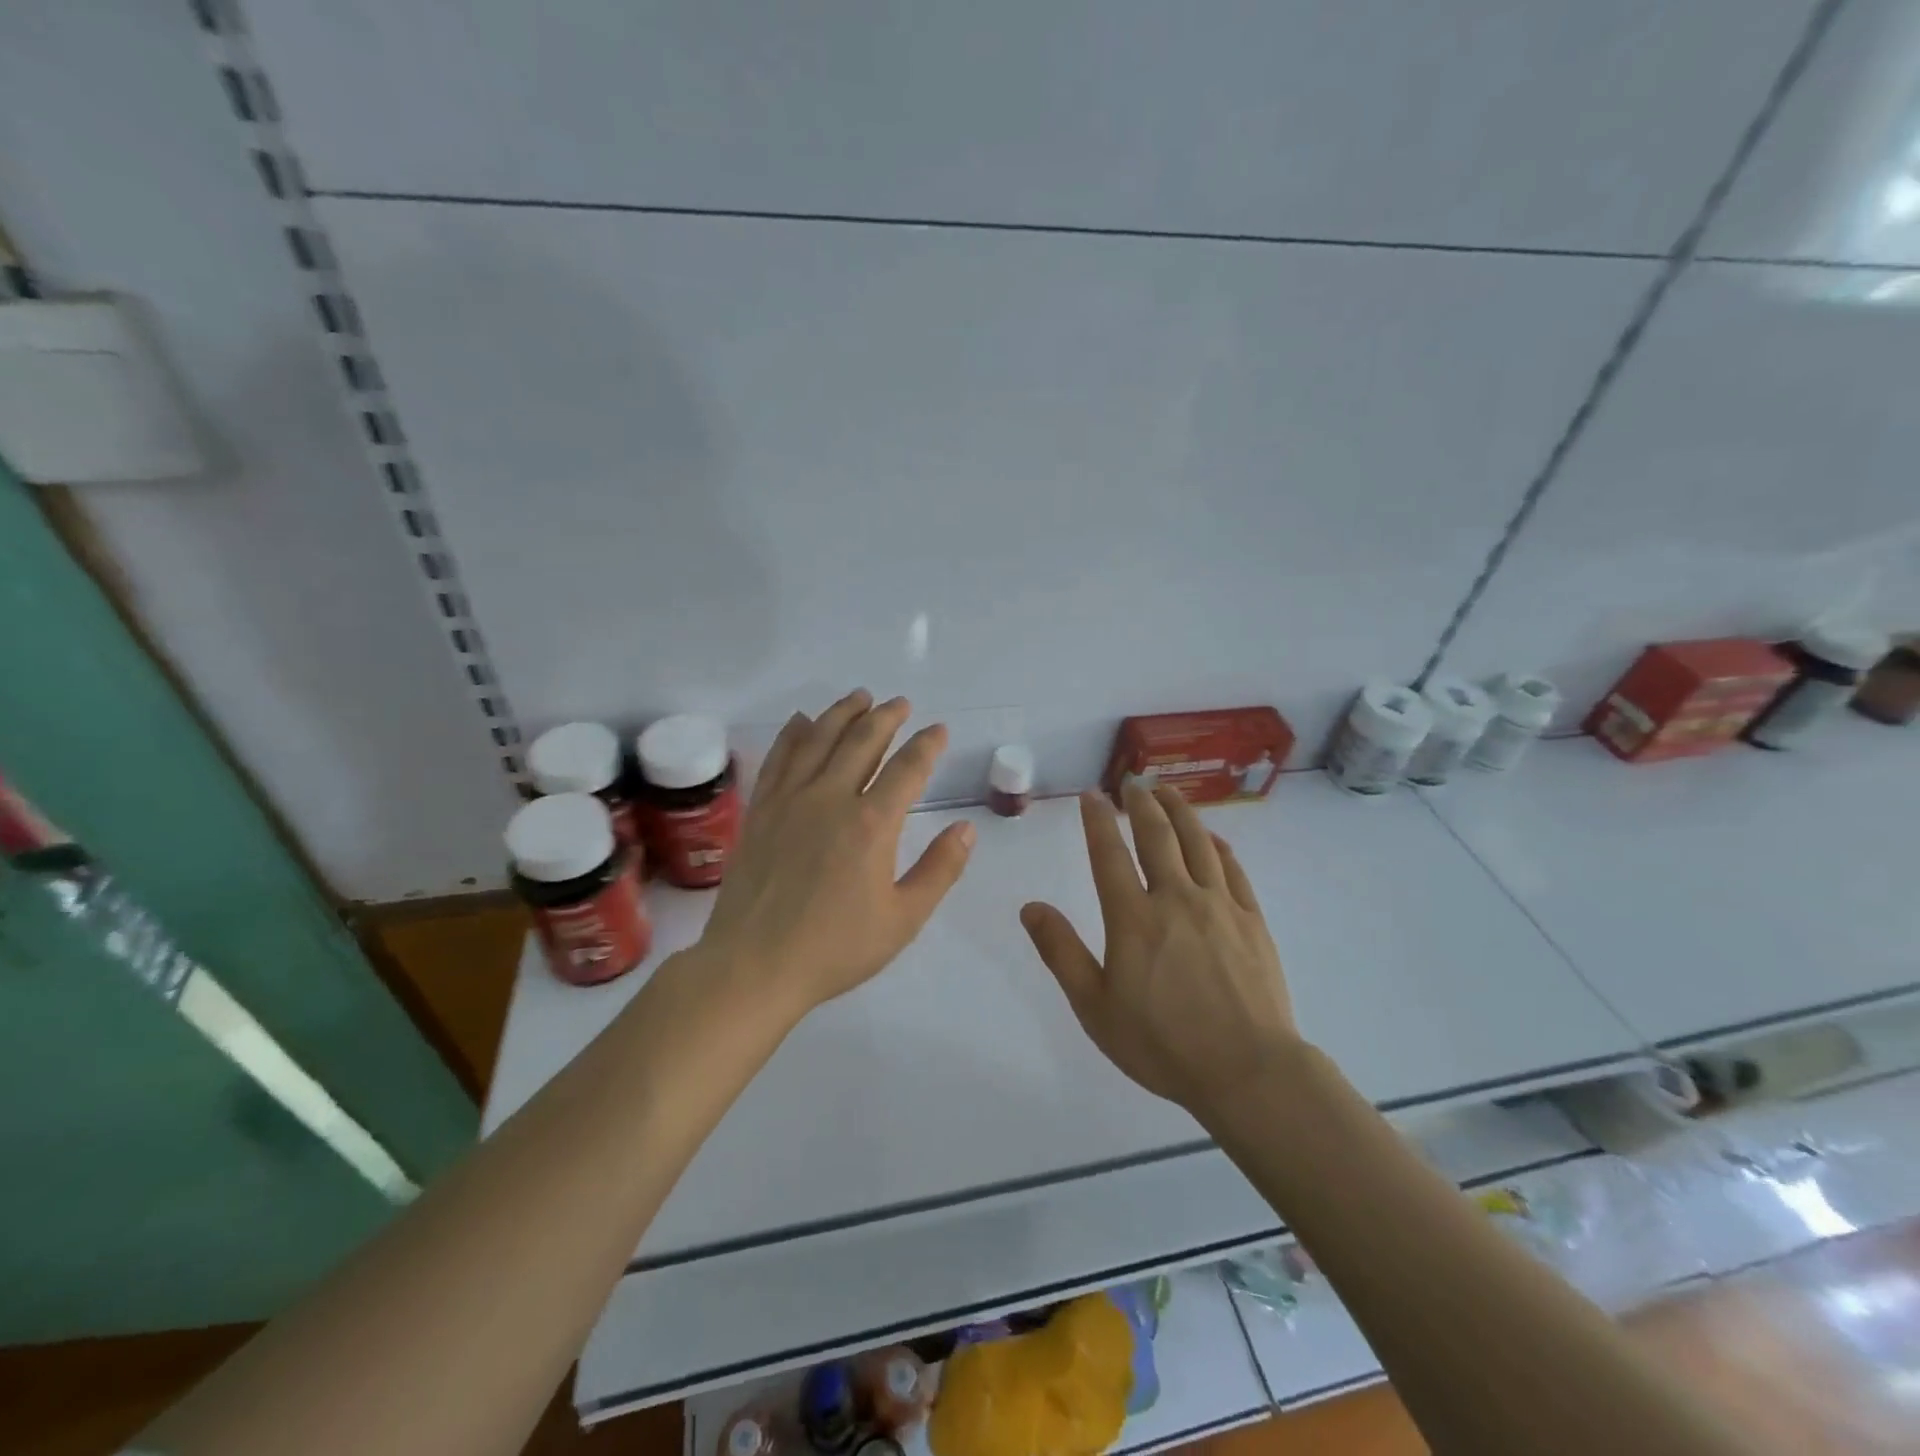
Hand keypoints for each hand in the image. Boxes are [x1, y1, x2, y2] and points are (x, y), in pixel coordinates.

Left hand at [695, 689, 974, 1022]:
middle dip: (885, 717)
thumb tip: (967, 829)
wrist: (754, 966)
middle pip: (862, 741)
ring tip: (859, 697)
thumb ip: (940, 870)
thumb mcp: (903, 919)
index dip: (926, 745)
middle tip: (900, 703)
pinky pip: (779, 759)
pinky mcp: (761, 810)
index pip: (907, 768)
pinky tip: (801, 722)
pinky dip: (793, 735)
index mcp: (872, 824)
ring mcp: (790, 800)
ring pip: (819, 739)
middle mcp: (831, 798)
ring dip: (842, 713)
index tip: (938, 730)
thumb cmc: (835, 948)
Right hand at [1020, 783, 1296, 1118]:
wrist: (1248, 1071)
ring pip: (1197, 842)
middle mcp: (1176, 898)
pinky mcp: (1252, 920)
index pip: (1109, 853)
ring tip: (1168, 792)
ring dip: (1180, 811)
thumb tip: (1030, 907)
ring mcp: (1219, 905)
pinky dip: (1218, 846)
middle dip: (1141, 803)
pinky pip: (1232, 869)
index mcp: (1134, 917)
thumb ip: (1062, 952)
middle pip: (1157, 835)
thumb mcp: (1095, 1007)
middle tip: (1133, 781)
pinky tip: (1212, 838)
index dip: (1098, 820)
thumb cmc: (1162, 1044)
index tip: (1092, 795)